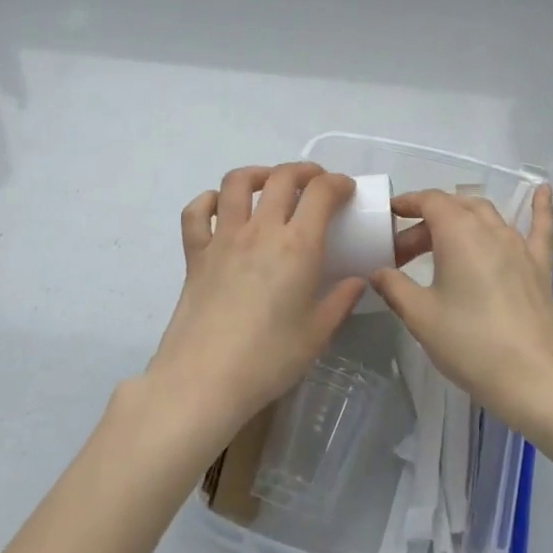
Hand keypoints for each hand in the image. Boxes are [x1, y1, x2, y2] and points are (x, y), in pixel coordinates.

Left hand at [148, 163, 367, 444]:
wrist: (204, 380)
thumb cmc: (269, 360)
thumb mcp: (317, 334)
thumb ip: (340, 301)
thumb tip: (357, 281)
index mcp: (297, 246)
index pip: (321, 192)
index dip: (338, 183)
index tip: (347, 190)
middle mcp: (261, 230)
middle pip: (282, 177)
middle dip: (304, 172)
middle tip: (315, 184)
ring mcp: (223, 238)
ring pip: (237, 182)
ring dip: (259, 174)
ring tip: (270, 184)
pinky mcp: (195, 253)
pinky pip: (196, 212)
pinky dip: (209, 201)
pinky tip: (220, 208)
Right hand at [370, 184, 552, 436]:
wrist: (534, 380)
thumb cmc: (470, 344)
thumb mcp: (420, 317)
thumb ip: (394, 287)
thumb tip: (378, 272)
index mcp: (459, 233)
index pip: (430, 201)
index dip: (407, 203)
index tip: (388, 216)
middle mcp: (491, 229)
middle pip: (455, 208)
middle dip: (427, 222)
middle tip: (404, 254)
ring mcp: (520, 245)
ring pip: (487, 215)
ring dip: (461, 219)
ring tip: (441, 240)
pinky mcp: (540, 266)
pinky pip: (540, 227)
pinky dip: (539, 207)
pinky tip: (543, 189)